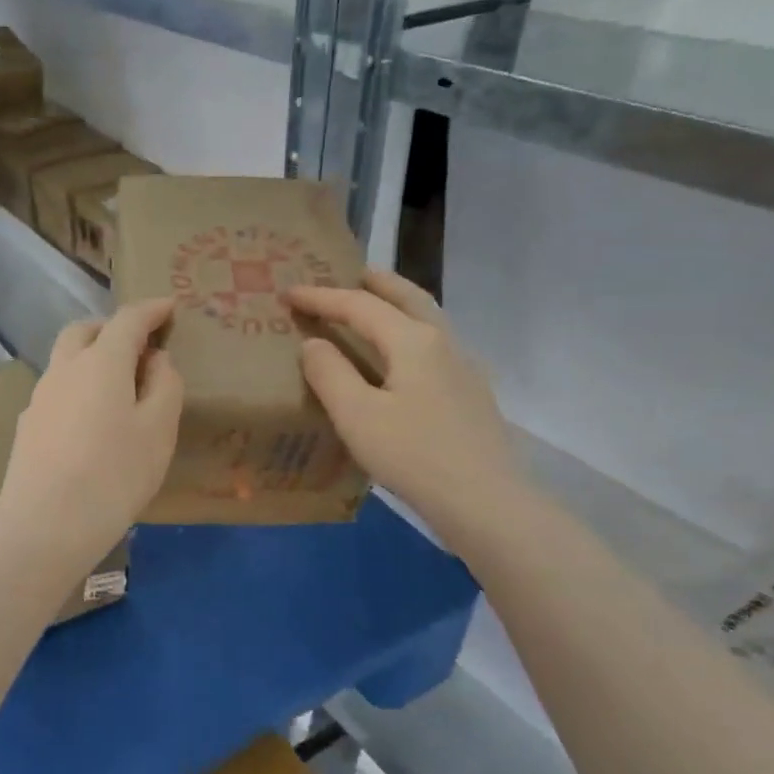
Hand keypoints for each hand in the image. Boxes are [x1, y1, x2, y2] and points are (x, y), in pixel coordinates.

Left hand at [0, 299, 182, 561]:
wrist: (45, 523)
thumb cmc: (115, 474)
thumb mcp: (158, 430)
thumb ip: (164, 386)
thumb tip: (155, 360)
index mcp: (101, 362)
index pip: (128, 320)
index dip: (151, 310)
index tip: (169, 306)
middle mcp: (64, 370)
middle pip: (84, 331)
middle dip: (112, 328)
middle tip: (137, 346)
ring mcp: (40, 398)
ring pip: (65, 361)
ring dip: (91, 359)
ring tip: (116, 386)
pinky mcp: (28, 426)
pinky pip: (57, 392)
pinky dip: (77, 389)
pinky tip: (89, 421)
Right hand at [286, 269, 528, 550]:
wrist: (484, 500)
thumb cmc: (413, 455)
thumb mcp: (357, 416)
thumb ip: (330, 374)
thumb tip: (314, 344)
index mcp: (413, 342)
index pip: (360, 306)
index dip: (322, 297)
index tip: (289, 292)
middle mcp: (443, 343)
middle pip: (409, 298)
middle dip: (378, 283)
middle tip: (352, 273)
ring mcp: (464, 368)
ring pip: (429, 320)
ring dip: (400, 304)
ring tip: (377, 307)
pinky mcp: (471, 395)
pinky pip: (436, 346)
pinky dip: (412, 334)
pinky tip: (405, 359)